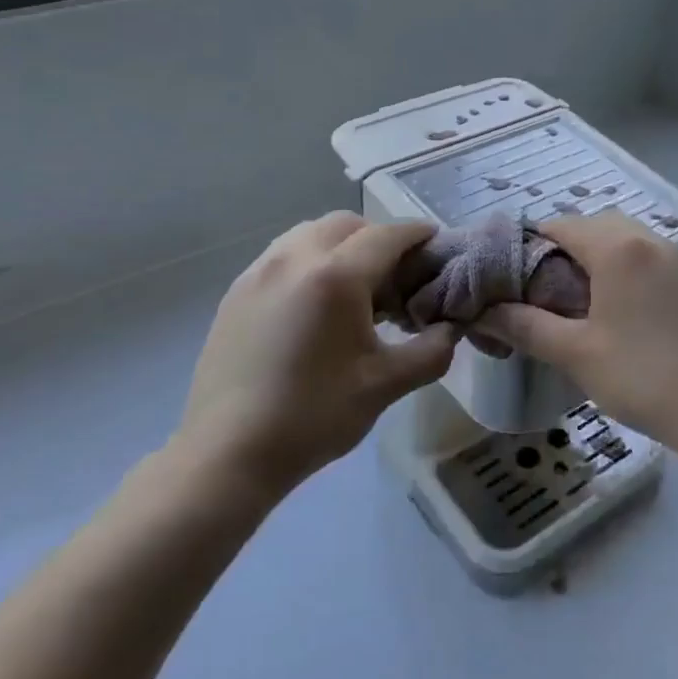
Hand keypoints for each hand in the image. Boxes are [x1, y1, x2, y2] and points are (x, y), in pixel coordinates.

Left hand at [176, 212, 458, 503]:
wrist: (227, 454)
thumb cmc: (313, 416)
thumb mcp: (385, 386)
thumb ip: (430, 352)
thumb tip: (450, 330)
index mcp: (335, 276)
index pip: (387, 235)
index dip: (416, 234)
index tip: (435, 241)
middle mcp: (294, 259)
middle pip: (346, 224)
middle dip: (377, 237)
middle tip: (394, 275)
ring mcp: (258, 272)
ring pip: (309, 234)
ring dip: (340, 245)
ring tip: (352, 288)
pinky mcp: (235, 292)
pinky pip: (281, 255)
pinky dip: (308, 261)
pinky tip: (313, 305)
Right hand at [477, 211, 677, 451]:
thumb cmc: (642, 378)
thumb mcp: (575, 353)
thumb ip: (526, 325)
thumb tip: (484, 311)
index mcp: (619, 249)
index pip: (563, 225)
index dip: (533, 243)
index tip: (517, 274)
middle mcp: (654, 241)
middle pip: (600, 225)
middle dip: (570, 246)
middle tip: (550, 287)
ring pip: (633, 240)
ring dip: (605, 256)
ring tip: (588, 299)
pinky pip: (658, 261)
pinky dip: (635, 270)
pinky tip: (632, 312)